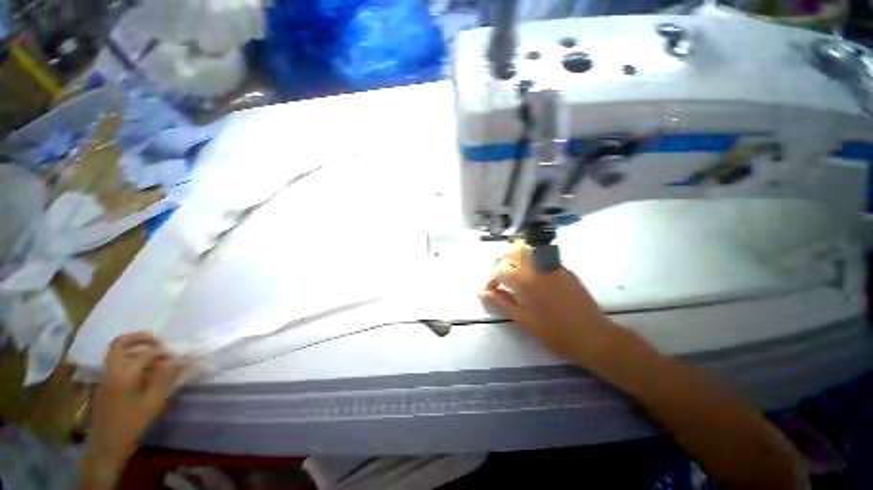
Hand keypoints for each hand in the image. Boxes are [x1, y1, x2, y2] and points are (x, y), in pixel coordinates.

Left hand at [91, 332, 180, 462]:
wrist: (106, 445)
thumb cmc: (132, 424)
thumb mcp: (153, 403)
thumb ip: (165, 379)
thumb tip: (178, 361)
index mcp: (124, 374)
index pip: (146, 353)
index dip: (163, 352)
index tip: (177, 357)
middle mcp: (111, 370)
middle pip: (120, 343)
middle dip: (139, 338)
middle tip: (158, 341)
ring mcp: (105, 377)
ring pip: (117, 352)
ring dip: (135, 347)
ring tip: (153, 354)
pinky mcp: (104, 384)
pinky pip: (116, 363)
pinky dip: (129, 358)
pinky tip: (142, 370)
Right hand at [480, 244, 616, 364]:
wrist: (592, 336)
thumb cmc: (553, 331)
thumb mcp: (522, 318)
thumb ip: (500, 301)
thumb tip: (482, 292)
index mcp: (524, 279)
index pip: (499, 270)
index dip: (490, 279)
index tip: (489, 291)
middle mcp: (537, 266)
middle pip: (513, 251)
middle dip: (502, 260)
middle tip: (499, 276)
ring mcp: (553, 265)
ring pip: (529, 252)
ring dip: (516, 259)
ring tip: (514, 275)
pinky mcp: (565, 269)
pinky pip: (543, 260)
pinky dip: (532, 264)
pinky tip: (535, 281)